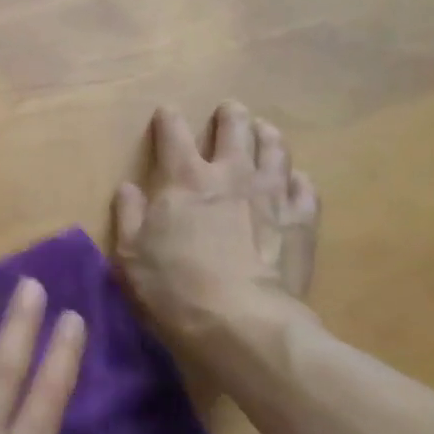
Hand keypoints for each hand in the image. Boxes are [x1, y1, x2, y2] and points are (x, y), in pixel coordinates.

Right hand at [112, 103, 319, 360]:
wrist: (241, 322)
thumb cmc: (174, 287)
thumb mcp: (131, 254)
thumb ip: (128, 215)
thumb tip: (129, 187)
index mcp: (185, 179)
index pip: (174, 134)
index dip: (168, 120)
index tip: (166, 112)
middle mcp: (231, 175)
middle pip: (234, 129)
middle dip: (229, 116)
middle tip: (229, 110)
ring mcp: (272, 195)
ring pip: (275, 149)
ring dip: (267, 136)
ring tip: (264, 131)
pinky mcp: (301, 221)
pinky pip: (305, 188)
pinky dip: (297, 179)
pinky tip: (295, 180)